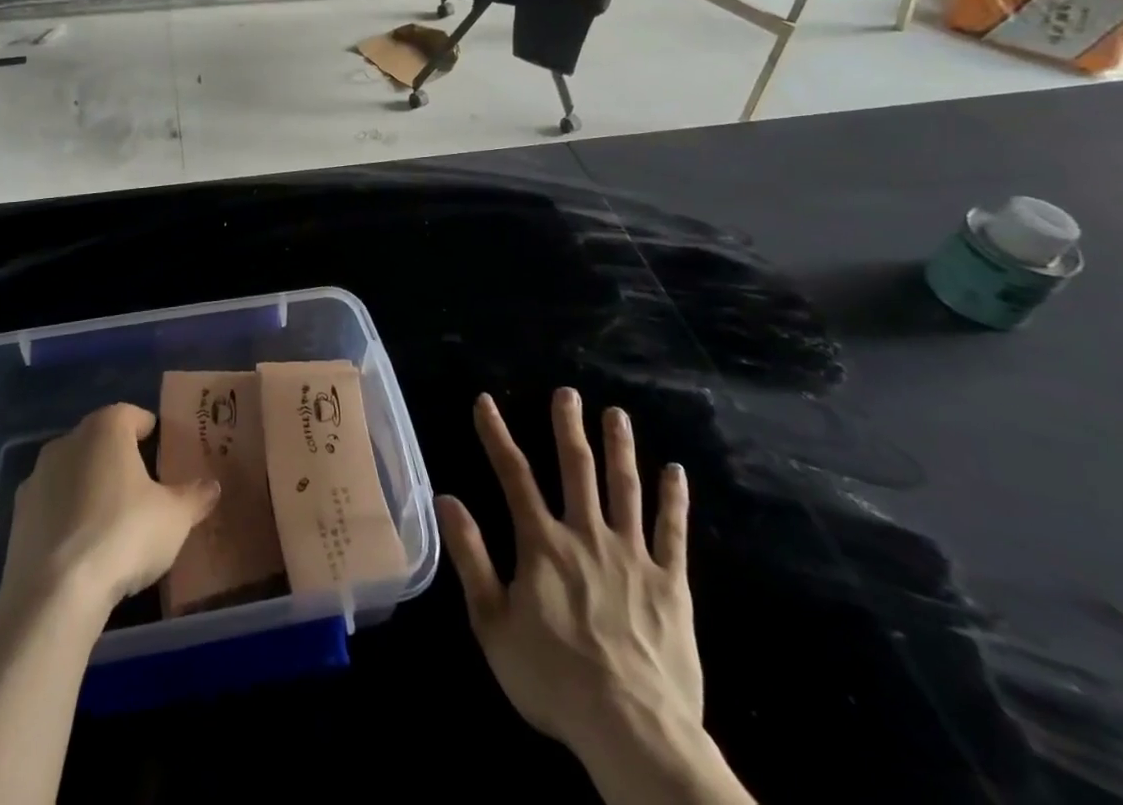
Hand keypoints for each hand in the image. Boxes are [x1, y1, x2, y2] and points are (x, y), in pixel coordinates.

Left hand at [1, 403, 219, 613]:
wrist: (53, 593)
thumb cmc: (123, 535)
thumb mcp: (174, 518)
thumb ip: (194, 497)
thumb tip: (211, 487)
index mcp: (106, 429)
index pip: (132, 414)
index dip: (149, 430)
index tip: (162, 450)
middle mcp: (67, 441)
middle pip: (100, 441)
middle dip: (119, 458)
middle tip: (142, 487)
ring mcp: (37, 478)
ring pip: (72, 472)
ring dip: (90, 486)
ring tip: (111, 520)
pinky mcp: (17, 516)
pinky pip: (52, 505)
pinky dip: (67, 516)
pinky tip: (83, 546)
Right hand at [438, 392, 749, 803]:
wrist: (631, 730)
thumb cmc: (553, 679)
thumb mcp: (492, 623)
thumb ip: (470, 557)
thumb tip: (446, 499)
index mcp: (542, 543)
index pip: (513, 475)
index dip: (496, 435)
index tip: (485, 401)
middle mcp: (586, 534)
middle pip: (577, 468)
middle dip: (568, 427)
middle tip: (567, 393)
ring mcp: (633, 555)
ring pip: (625, 488)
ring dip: (620, 448)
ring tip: (617, 414)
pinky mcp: (671, 583)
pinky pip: (673, 532)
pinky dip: (674, 499)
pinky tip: (676, 471)